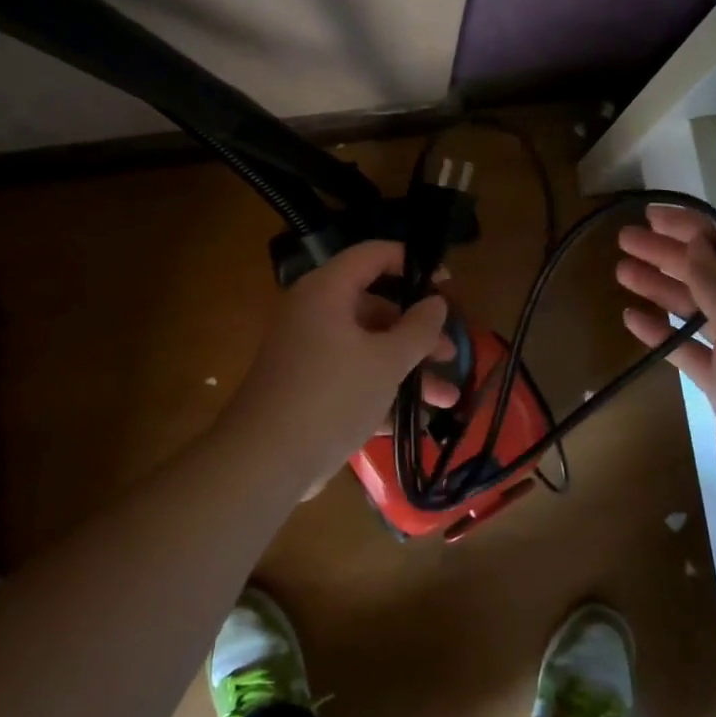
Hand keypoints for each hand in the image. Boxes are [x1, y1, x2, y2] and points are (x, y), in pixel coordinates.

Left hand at [218, 241, 457, 487]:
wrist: (265, 461)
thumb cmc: (332, 396)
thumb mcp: (386, 361)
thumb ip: (418, 329)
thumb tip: (437, 303)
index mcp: (326, 291)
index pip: (373, 255)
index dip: (412, 263)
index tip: (448, 284)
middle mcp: (314, 314)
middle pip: (374, 307)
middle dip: (417, 332)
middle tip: (450, 353)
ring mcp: (308, 353)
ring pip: (367, 348)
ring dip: (408, 370)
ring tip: (446, 399)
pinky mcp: (307, 388)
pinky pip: (352, 378)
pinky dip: (382, 392)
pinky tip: (416, 421)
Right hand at [616, 207, 715, 524]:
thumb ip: (715, 282)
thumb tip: (693, 243)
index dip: (692, 228)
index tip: (651, 215)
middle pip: (711, 276)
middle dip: (669, 257)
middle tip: (624, 241)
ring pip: (697, 312)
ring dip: (661, 291)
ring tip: (622, 273)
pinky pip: (691, 351)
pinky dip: (664, 335)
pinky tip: (634, 319)